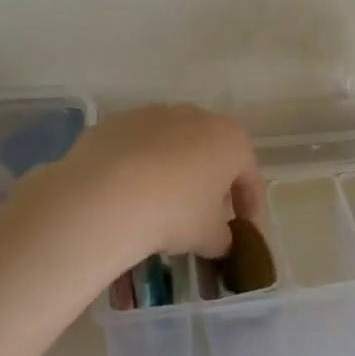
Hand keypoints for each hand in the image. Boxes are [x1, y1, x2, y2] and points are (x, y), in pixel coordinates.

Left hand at [40, 104, 262, 262]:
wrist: (104, 196)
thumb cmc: (174, 212)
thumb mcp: (208, 236)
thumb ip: (223, 238)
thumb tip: (220, 241)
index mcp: (231, 139)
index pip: (250, 177)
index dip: (250, 208)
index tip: (244, 233)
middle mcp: (196, 116)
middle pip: (212, 153)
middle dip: (211, 184)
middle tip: (204, 218)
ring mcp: (154, 114)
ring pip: (173, 146)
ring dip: (174, 172)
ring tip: (161, 205)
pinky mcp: (117, 123)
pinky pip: (138, 148)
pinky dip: (139, 168)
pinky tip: (128, 195)